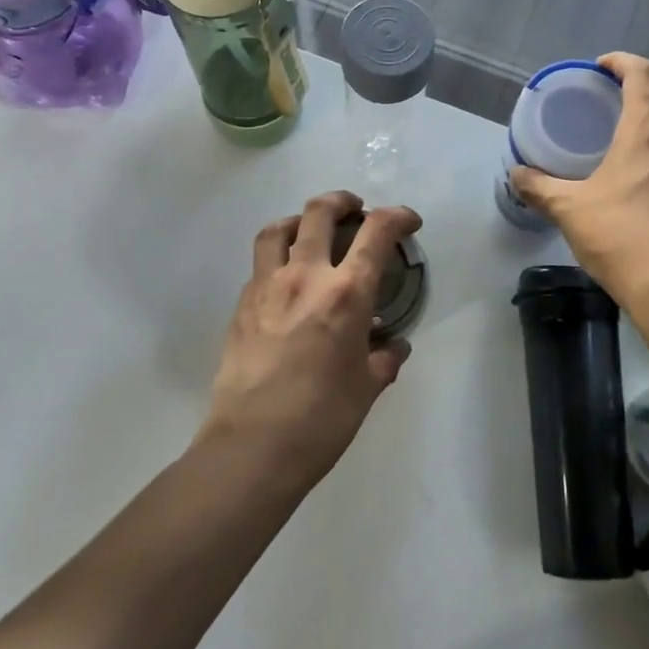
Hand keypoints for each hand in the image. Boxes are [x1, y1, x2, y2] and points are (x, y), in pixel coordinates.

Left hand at [201, 191, 422, 488]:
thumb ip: (384, 358)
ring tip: (310, 230)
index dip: (397, 216)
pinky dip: (277, 257)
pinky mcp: (241, 305)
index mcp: (346, 293)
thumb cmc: (321, 419)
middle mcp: (305, 276)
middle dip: (343, 201)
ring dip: (300, 220)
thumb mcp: (366, 388)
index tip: (407, 221)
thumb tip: (393, 345)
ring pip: (278, 228)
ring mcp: (267, 286)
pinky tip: (286, 280)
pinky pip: (260, 264)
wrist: (251, 446)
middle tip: (355, 210)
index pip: (377, 232)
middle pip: (320, 212)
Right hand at [510, 53, 648, 308]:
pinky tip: (638, 175)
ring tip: (623, 134)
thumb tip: (517, 175)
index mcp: (648, 132)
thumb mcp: (571, 210)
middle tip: (614, 97)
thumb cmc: (622, 237)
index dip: (623, 62)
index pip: (645, 75)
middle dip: (647, 84)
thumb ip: (541, 189)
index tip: (600, 68)